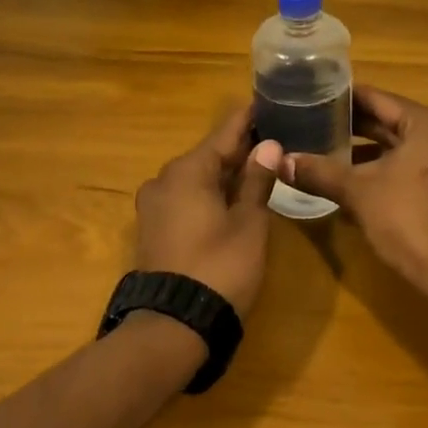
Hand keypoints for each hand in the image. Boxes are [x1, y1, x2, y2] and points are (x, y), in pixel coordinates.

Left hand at [133, 106, 283, 316]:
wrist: (171, 327)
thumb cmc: (219, 268)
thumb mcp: (249, 223)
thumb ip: (257, 180)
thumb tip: (268, 144)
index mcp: (189, 170)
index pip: (226, 132)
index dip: (249, 117)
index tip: (268, 100)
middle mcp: (165, 179)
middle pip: (210, 154)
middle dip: (240, 147)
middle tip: (274, 137)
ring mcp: (154, 205)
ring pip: (197, 177)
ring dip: (225, 173)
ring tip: (259, 166)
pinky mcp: (153, 229)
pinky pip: (186, 197)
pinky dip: (210, 193)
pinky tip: (233, 197)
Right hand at [283, 87, 427, 321]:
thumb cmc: (410, 222)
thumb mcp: (358, 193)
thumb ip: (319, 172)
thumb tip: (280, 160)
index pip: (378, 99)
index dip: (342, 99)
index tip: (312, 97)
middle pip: (391, 120)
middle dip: (353, 126)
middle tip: (313, 123)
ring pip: (403, 145)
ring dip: (368, 150)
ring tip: (327, 150)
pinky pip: (415, 164)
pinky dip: (388, 168)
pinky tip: (355, 181)